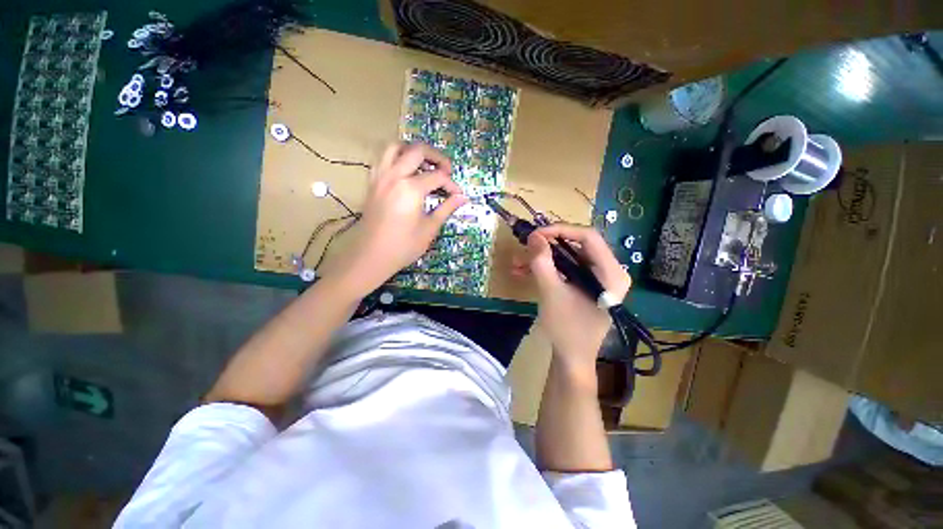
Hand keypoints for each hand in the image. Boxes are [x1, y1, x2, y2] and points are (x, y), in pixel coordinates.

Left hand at [324, 143, 466, 295]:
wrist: (372, 255)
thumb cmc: (404, 245)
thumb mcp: (429, 228)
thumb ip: (446, 208)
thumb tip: (463, 198)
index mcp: (411, 189)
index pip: (438, 177)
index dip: (451, 184)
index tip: (458, 195)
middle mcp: (394, 175)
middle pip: (417, 150)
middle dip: (436, 157)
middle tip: (446, 170)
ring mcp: (380, 177)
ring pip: (395, 147)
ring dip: (413, 151)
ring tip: (424, 165)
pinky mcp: (372, 182)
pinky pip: (383, 158)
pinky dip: (396, 158)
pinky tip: (405, 172)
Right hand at [516, 224, 630, 372]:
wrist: (571, 358)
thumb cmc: (567, 329)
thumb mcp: (551, 293)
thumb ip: (542, 262)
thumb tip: (534, 236)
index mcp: (611, 273)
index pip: (589, 237)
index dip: (560, 230)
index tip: (535, 235)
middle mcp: (608, 271)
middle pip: (577, 245)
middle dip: (547, 246)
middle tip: (525, 247)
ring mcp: (597, 278)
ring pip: (567, 257)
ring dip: (542, 258)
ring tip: (517, 263)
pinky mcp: (585, 285)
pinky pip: (565, 269)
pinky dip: (545, 269)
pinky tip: (523, 272)